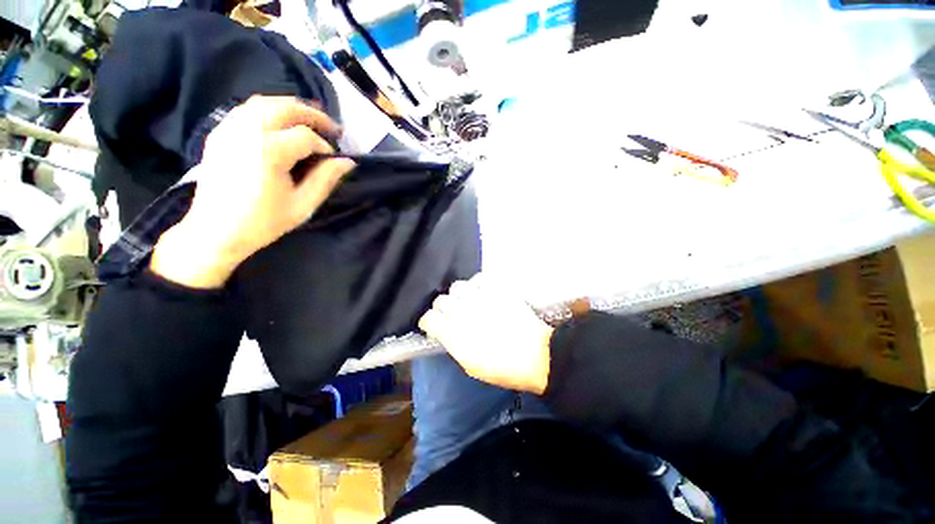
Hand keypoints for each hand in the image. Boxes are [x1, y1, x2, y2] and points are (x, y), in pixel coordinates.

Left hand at [151, 96, 354, 288]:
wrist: (215, 231)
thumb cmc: (263, 222)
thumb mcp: (303, 205)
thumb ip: (326, 179)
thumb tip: (348, 162)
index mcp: (269, 151)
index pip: (306, 137)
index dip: (325, 147)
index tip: (334, 160)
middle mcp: (247, 131)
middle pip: (285, 107)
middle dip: (313, 115)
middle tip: (332, 127)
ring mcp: (229, 129)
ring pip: (264, 102)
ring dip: (291, 107)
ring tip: (310, 121)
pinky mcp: (219, 133)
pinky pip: (246, 109)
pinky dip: (268, 110)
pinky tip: (280, 124)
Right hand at [418, 275, 553, 393]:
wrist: (537, 354)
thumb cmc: (503, 368)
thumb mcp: (471, 366)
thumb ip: (454, 345)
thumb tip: (447, 333)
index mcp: (453, 334)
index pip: (428, 318)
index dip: (429, 322)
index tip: (435, 327)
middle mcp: (462, 312)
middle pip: (440, 300)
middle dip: (442, 308)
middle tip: (452, 315)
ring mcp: (480, 298)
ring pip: (457, 286)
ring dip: (458, 295)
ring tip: (468, 302)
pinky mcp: (497, 289)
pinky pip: (479, 278)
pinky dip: (477, 285)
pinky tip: (482, 293)